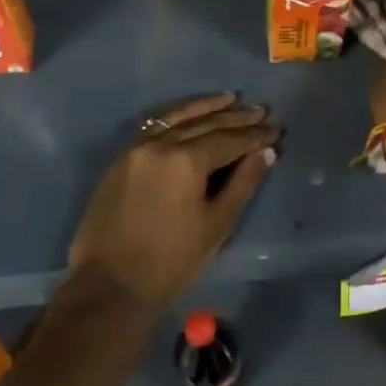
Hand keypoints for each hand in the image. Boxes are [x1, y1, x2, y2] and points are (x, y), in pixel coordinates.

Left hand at [67, 93, 277, 309]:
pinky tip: (192, 114)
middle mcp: (161, 144)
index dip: (255, 135)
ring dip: (207, 107)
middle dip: (236, 118)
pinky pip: (156, 126)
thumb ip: (243, 183)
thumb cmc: (171, 261)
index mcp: (186, 160)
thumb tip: (265, 152)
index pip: (229, 140)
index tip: (276, 130)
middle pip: (206, 124)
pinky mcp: (123, 159)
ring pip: (178, 118)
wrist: (109, 287)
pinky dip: (178, 116)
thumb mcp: (217, 224)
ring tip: (231, 99)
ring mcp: (138, 149)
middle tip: (262, 111)